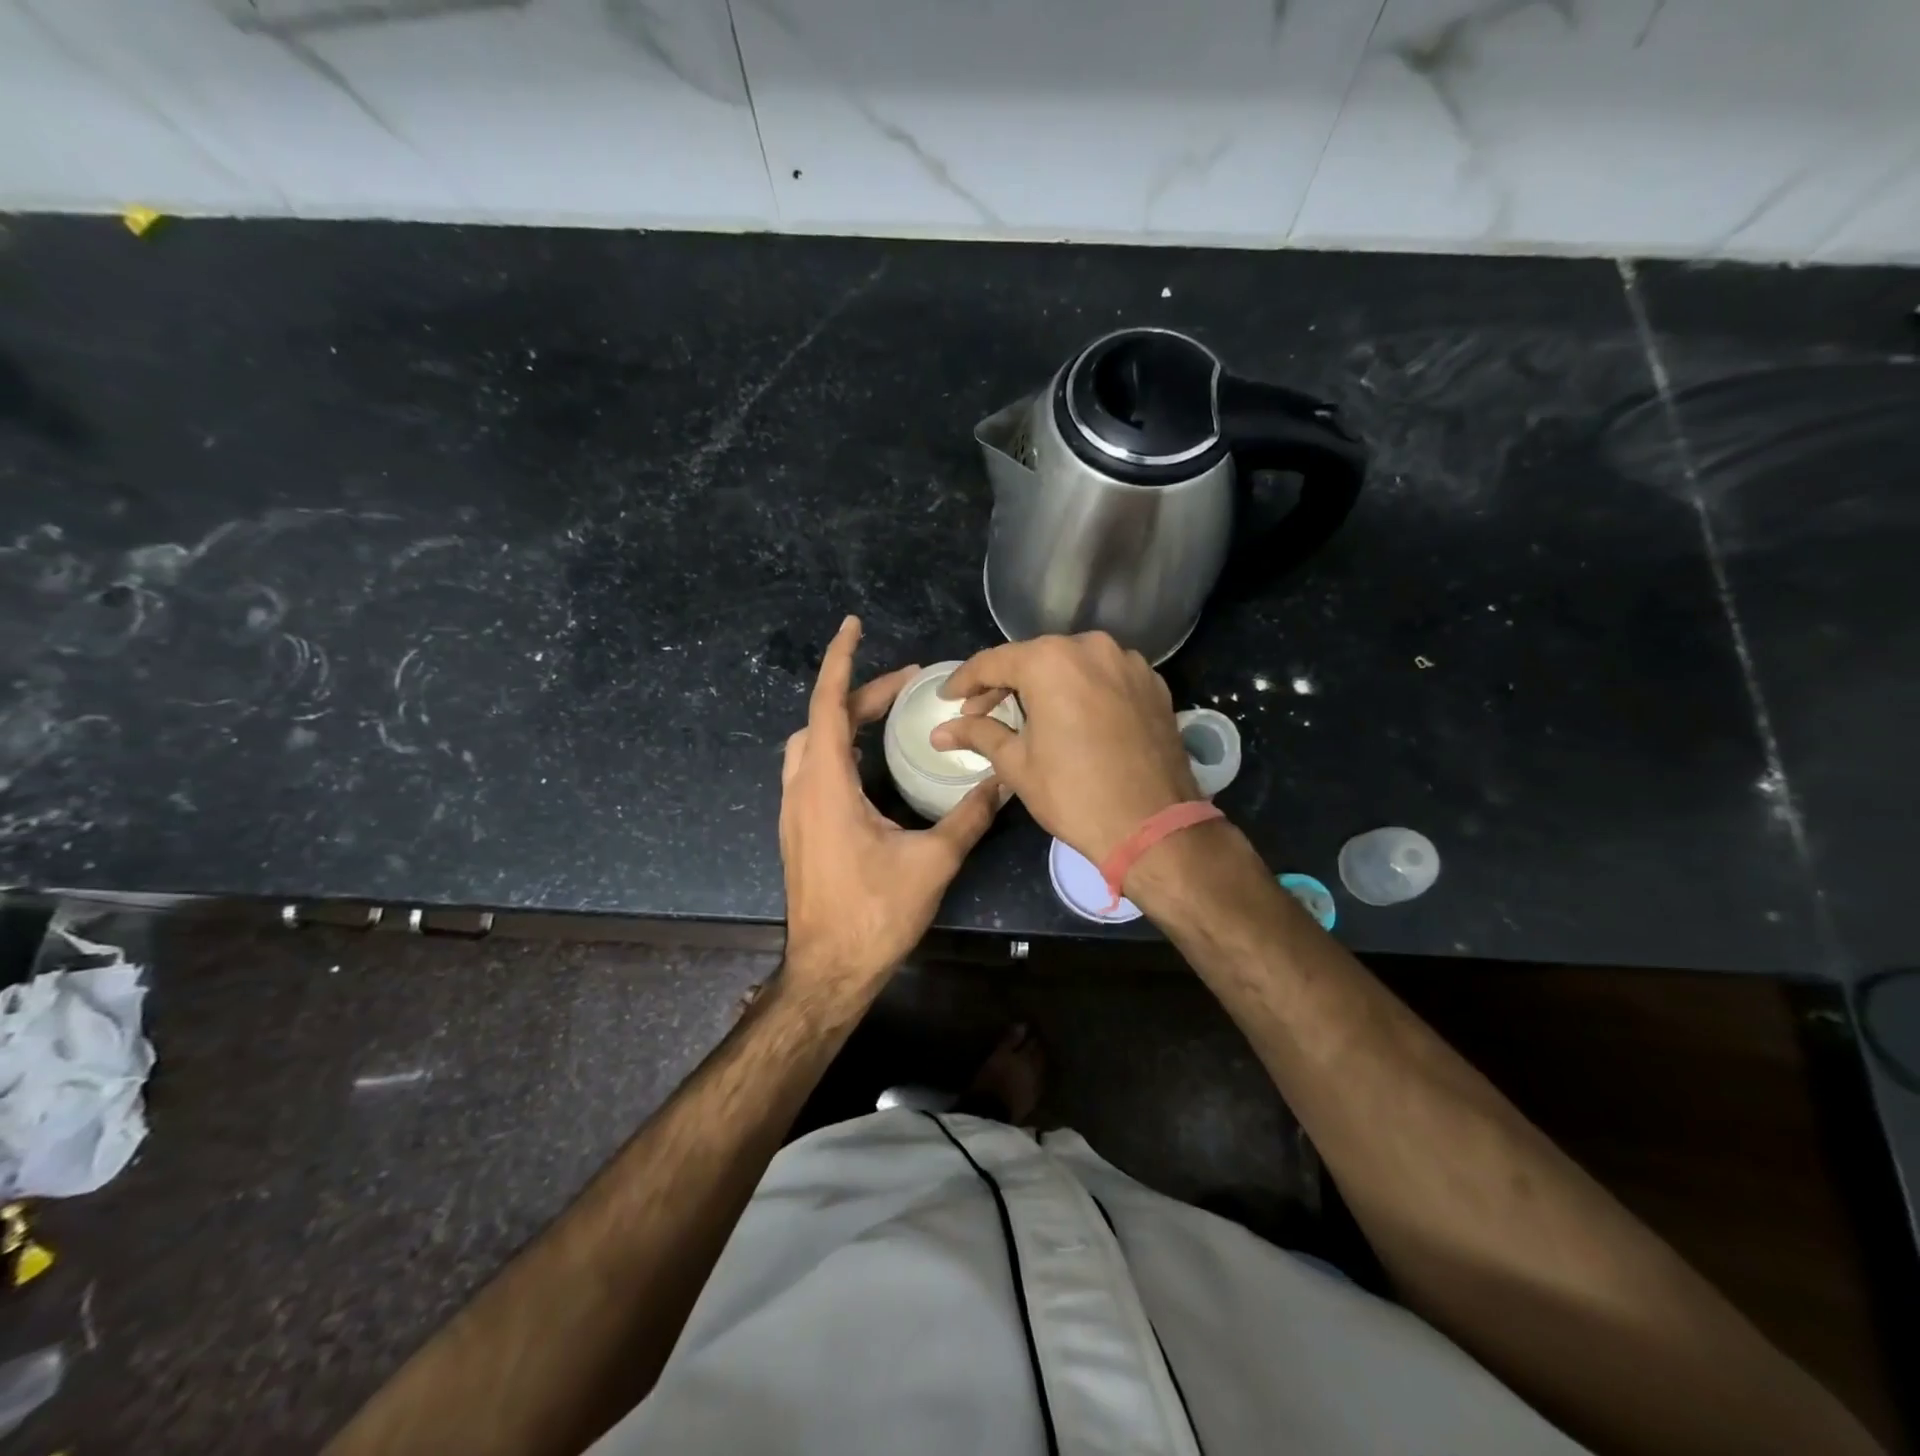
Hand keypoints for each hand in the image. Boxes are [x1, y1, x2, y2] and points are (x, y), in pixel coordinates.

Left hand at [779, 616, 1004, 992]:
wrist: (828, 971)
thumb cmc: (875, 914)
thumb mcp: (932, 862)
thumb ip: (969, 817)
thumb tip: (1005, 782)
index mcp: (827, 786)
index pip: (828, 704)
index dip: (841, 660)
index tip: (853, 625)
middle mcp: (802, 789)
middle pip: (822, 720)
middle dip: (860, 692)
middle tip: (907, 684)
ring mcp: (795, 812)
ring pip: (811, 744)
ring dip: (843, 719)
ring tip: (886, 714)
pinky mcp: (799, 831)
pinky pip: (812, 769)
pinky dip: (836, 747)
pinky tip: (866, 761)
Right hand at [931, 632, 1199, 863]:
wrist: (1153, 827)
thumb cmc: (1074, 794)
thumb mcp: (1016, 764)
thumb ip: (978, 734)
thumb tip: (940, 731)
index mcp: (1051, 661)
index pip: (994, 662)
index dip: (965, 681)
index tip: (947, 697)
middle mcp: (1092, 648)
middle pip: (1034, 658)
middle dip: (1004, 683)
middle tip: (980, 712)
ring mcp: (1129, 663)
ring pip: (1072, 664)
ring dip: (1045, 685)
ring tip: (1027, 715)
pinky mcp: (1153, 684)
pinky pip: (1105, 677)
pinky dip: (1082, 690)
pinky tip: (1071, 717)